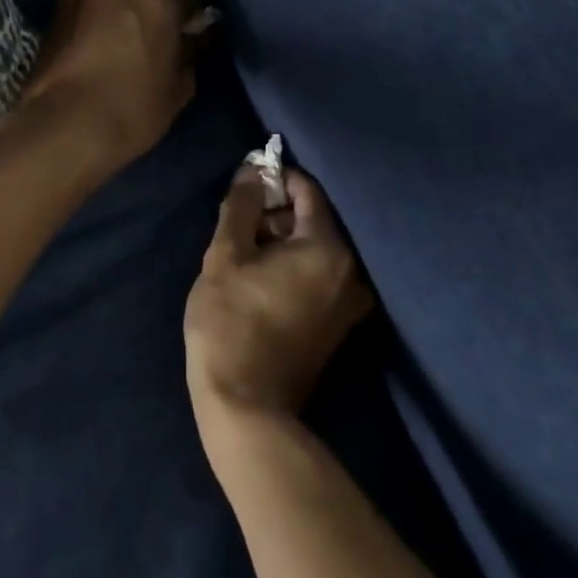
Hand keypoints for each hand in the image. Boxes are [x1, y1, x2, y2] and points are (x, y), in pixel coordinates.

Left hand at [20, 0, 201, 176]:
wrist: (64, 125)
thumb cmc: (132, 109)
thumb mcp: (178, 88)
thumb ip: (188, 54)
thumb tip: (189, 40)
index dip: (190, 15)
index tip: (190, 33)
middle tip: (154, 26)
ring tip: (122, 28)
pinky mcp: (55, 9)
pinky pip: (86, 0)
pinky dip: (94, 11)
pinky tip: (97, 37)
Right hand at [186, 166, 375, 425]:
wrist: (246, 406)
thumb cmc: (230, 323)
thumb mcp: (225, 256)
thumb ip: (242, 206)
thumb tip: (252, 170)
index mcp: (328, 249)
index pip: (308, 191)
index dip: (275, 180)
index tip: (245, 186)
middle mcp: (352, 272)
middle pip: (314, 221)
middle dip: (276, 214)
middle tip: (237, 225)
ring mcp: (350, 302)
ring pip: (316, 250)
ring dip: (282, 242)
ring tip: (243, 254)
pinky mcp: (339, 325)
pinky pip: (319, 277)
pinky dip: (293, 267)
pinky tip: (261, 280)